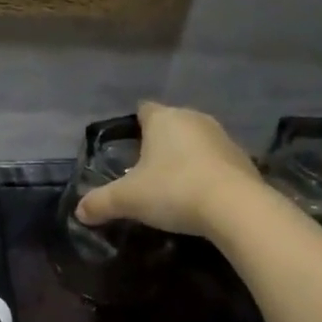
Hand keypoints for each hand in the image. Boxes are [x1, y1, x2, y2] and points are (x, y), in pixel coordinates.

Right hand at [75, 100, 265, 238]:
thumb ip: (100, 202)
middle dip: (158, 142)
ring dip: (185, 157)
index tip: (126, 142)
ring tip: (172, 184)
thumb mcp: (128, 199)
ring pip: (195, 141)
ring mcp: (222, 137)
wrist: (235, 207)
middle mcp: (194, 119)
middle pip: (171, 124)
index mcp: (163, 119)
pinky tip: (199, 195)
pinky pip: (216, 161)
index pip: (144, 110)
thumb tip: (78, 212)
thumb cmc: (173, 190)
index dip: (133, 124)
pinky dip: (206, 172)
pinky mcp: (243, 159)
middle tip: (144, 169)